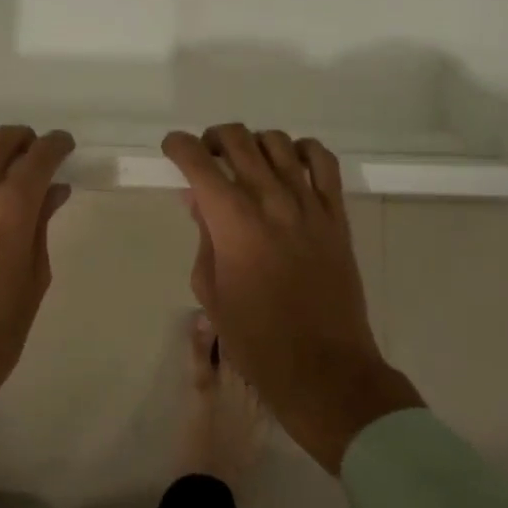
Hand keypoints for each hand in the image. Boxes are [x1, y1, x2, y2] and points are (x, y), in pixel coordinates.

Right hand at [162, 125, 422, 474]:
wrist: (324, 369)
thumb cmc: (256, 339)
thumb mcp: (210, 290)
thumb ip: (203, 236)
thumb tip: (198, 200)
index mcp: (232, 221)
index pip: (197, 161)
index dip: (178, 146)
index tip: (172, 149)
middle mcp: (270, 200)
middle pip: (237, 139)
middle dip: (212, 138)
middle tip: (206, 156)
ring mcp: (307, 204)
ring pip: (277, 142)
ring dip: (254, 143)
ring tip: (247, 162)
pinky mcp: (336, 215)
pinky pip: (323, 162)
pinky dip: (303, 151)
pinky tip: (291, 165)